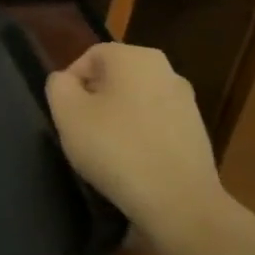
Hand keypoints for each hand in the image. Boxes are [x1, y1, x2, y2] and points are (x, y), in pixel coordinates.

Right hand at [46, 42, 231, 243]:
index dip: (70, 83)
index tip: (64, 113)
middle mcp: (166, 70)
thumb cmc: (115, 148)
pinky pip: (154, 123)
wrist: (178, 199)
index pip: (90, 56)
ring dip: (116, 118)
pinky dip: (138, 135)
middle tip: (79, 130)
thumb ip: (58, 86)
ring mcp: (186, 101)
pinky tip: (130, 162)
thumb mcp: (67, 113)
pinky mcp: (196, 130)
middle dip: (93, 99)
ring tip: (104, 149)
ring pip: (135, 100)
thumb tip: (66, 80)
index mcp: (134, 57)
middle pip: (115, 77)